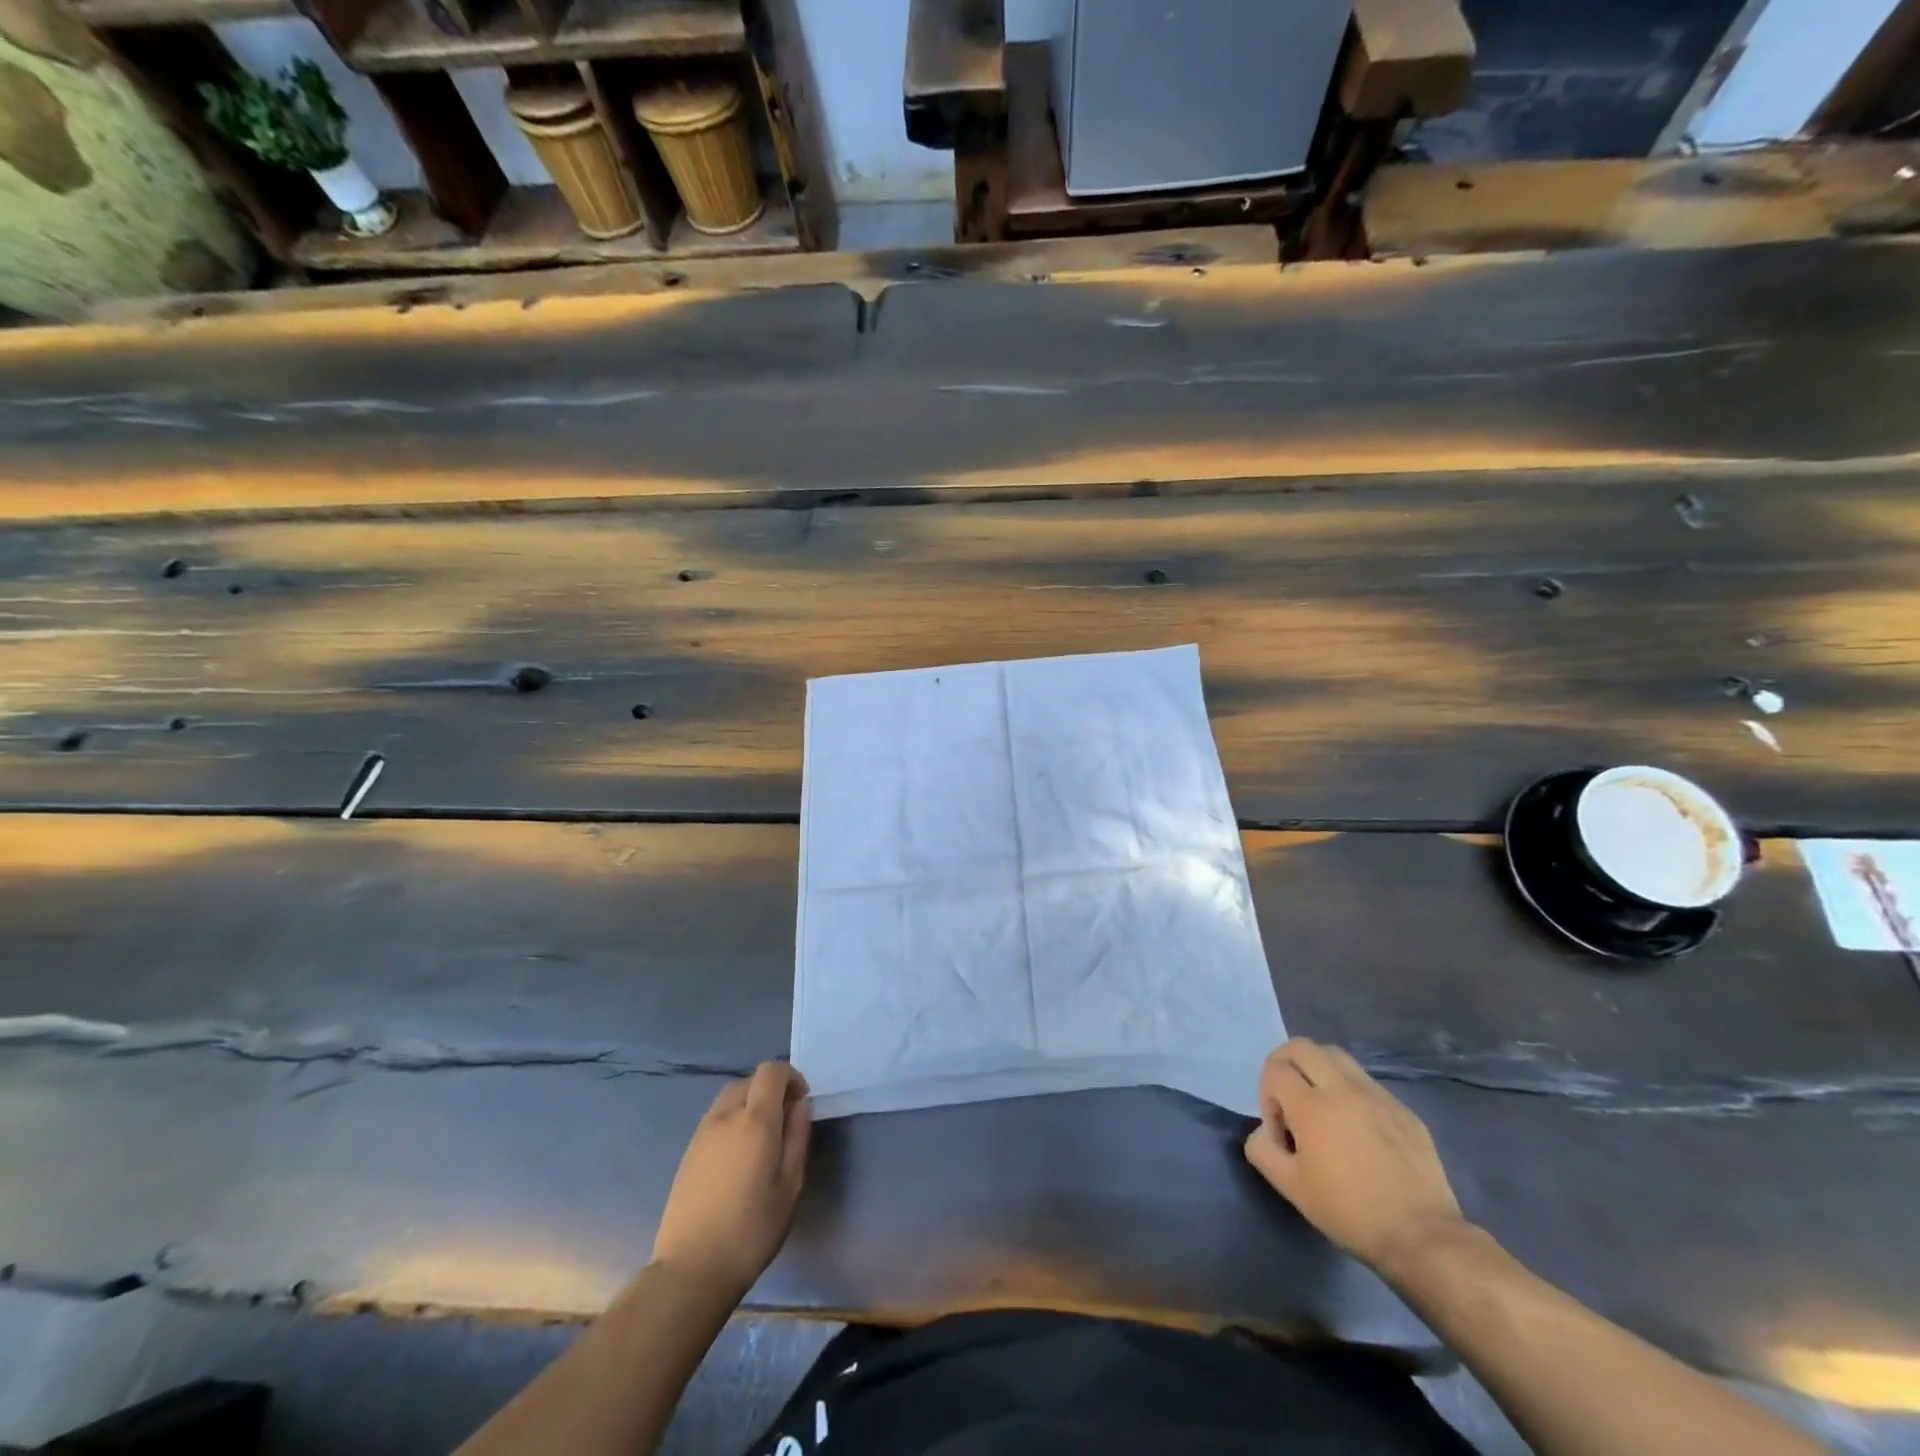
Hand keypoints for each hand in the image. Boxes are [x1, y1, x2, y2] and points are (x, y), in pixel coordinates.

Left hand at [652, 1061, 810, 1300]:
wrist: (690, 1270)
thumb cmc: (751, 1230)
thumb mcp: (790, 1186)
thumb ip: (797, 1137)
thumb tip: (800, 1105)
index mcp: (755, 1121)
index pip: (771, 1071)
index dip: (791, 1077)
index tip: (801, 1103)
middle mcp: (726, 1116)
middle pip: (750, 1080)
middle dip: (771, 1090)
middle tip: (784, 1122)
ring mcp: (702, 1132)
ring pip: (730, 1096)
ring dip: (749, 1103)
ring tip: (760, 1139)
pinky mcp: (688, 1151)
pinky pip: (715, 1117)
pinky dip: (732, 1120)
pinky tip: (738, 1156)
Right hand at [1243, 1038, 1464, 1273]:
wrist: (1421, 1237)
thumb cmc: (1349, 1212)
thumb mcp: (1291, 1188)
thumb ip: (1263, 1151)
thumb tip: (1263, 1132)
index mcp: (1312, 1107)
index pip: (1275, 1069)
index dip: (1267, 1095)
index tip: (1280, 1131)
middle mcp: (1343, 1089)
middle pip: (1302, 1047)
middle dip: (1285, 1064)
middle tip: (1289, 1098)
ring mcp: (1377, 1096)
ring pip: (1336, 1056)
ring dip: (1318, 1070)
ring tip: (1322, 1106)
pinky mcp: (1402, 1109)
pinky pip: (1366, 1082)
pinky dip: (1349, 1091)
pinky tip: (1357, 1129)